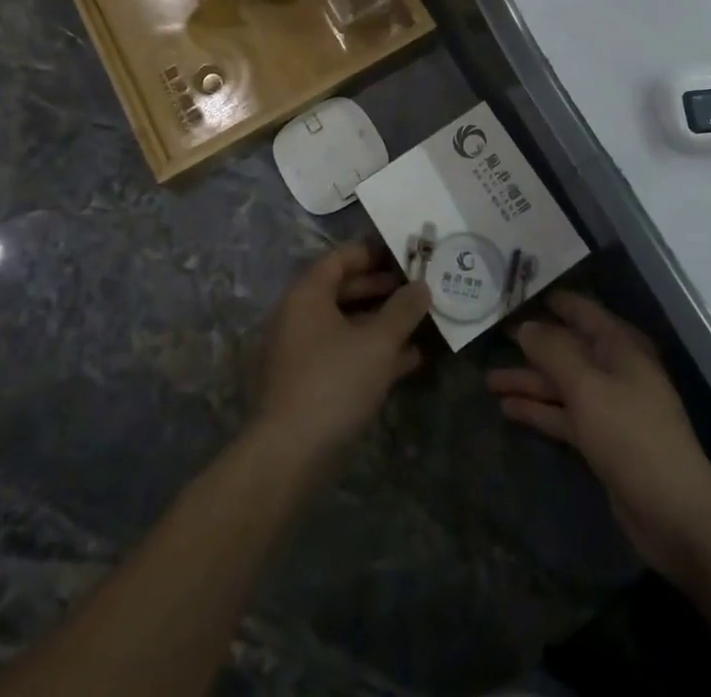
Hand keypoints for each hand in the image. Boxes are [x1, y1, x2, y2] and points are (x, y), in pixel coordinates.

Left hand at [252, 243, 431, 471]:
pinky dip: (371, 352)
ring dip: (381, 323)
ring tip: (420, 324)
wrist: (289, 456)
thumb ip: (403, 310)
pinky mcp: (307, 383)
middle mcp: (298, 315)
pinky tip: (407, 361)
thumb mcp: (378, 342)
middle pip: (343, 290)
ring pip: (346, 325)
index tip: (404, 257)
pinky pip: (343, 353)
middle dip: (381, 289)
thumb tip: (421, 286)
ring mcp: (301, 351)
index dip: (373, 253)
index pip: (340, 258)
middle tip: (416, 290)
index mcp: (307, 294)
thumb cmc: (334, 381)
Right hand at [487, 291, 710, 586]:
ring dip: (527, 381)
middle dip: (529, 343)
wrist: (676, 514)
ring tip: (488, 380)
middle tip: (489, 335)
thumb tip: (525, 326)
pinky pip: (563, 414)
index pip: (577, 309)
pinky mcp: (601, 438)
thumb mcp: (588, 387)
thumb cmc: (632, 435)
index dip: (545, 300)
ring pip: (560, 383)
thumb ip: (553, 352)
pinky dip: (538, 411)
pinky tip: (507, 409)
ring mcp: (607, 404)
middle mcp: (613, 367)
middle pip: (565, 346)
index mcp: (619, 345)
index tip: (510, 292)